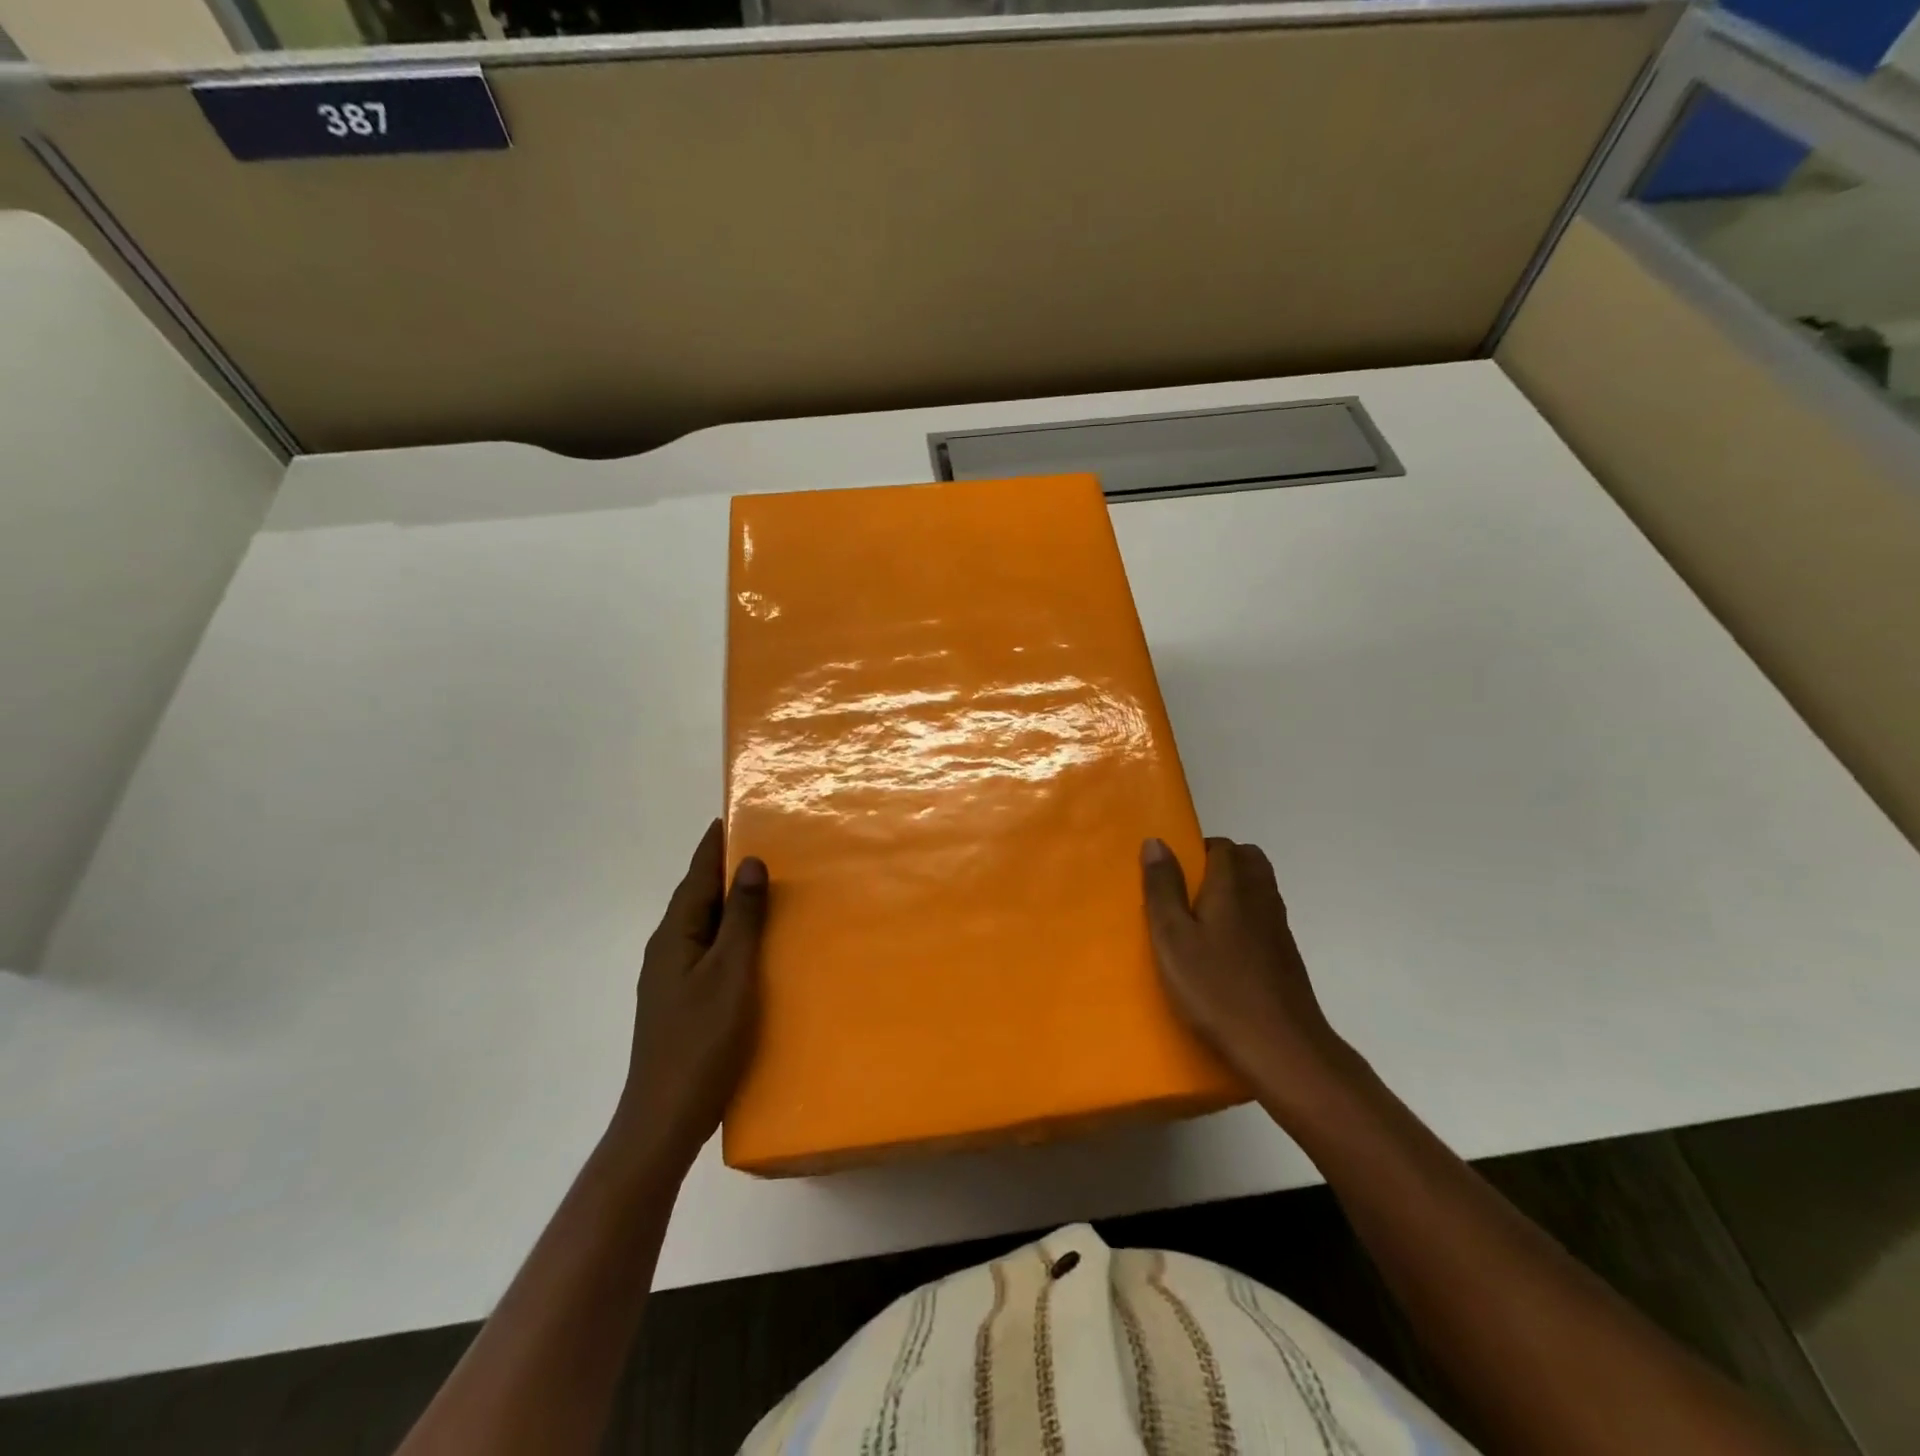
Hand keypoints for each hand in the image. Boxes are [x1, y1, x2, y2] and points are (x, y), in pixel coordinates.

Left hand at [614, 821, 767, 1171]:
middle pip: (698, 898)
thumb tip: (750, 863)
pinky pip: (708, 951)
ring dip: (729, 904)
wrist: (664, 1118)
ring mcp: (671, 978)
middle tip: (763, 846)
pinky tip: (752, 946)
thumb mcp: (731, 973)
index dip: (715, 846)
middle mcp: (667, 949)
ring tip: (764, 889)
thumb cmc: (702, 1040)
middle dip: (724, 871)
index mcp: (675, 935)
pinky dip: (730, 935)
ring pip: (704, 926)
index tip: (732, 816)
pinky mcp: (682, 1001)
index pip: (697, 876)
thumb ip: (743, 918)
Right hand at [1142, 837, 1354, 1113]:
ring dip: (1232, 891)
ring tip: (1199, 921)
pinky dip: (1244, 918)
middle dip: (1218, 864)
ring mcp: (1278, 927)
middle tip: (1185, 893)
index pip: (1221, 846)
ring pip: (1258, 888)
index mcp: (1233, 886)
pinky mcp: (1286, 956)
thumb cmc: (1217, 989)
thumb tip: (1157, 842)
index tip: (1171, 875)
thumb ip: (1162, 888)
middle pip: (1247, 860)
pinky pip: (1263, 918)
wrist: (1281, 1048)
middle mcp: (1262, 896)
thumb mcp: (1173, 938)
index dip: (1195, 851)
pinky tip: (1221, 952)